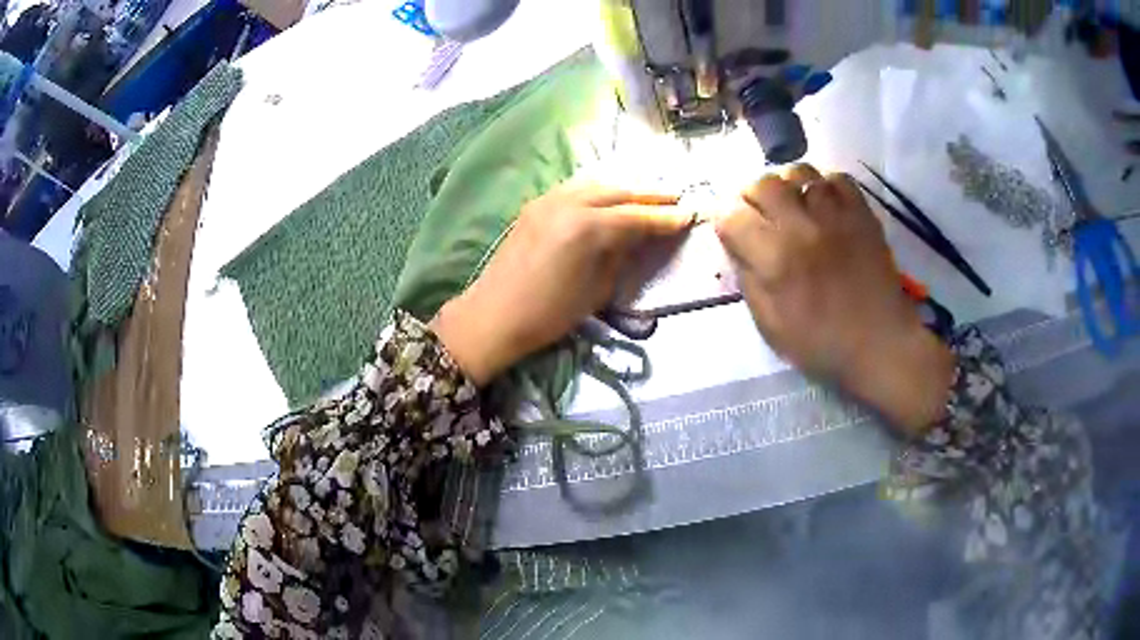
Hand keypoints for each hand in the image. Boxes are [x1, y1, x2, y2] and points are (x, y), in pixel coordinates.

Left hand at [431, 181, 690, 384]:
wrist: (492, 315)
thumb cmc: (548, 314)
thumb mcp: (597, 290)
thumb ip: (621, 256)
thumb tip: (639, 238)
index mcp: (588, 227)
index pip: (637, 217)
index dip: (666, 218)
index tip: (689, 215)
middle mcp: (569, 203)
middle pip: (619, 192)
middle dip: (650, 196)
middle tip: (675, 199)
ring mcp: (549, 200)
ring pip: (596, 185)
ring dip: (625, 189)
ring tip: (647, 196)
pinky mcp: (535, 205)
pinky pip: (575, 189)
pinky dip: (598, 191)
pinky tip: (608, 199)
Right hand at [715, 165, 954, 433]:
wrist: (880, 345)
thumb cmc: (822, 344)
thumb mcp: (769, 326)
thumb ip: (748, 280)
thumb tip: (735, 245)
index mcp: (774, 259)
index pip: (731, 215)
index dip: (725, 221)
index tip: (733, 232)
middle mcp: (802, 227)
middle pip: (762, 183)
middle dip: (752, 197)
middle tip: (760, 216)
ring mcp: (835, 215)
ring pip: (799, 172)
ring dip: (787, 186)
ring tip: (792, 205)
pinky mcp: (862, 213)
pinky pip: (836, 178)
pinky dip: (824, 185)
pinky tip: (824, 205)